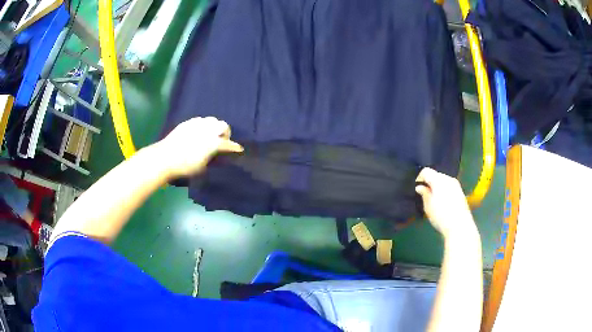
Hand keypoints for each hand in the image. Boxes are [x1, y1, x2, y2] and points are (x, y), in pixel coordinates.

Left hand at [155, 117, 242, 178]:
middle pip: (223, 126)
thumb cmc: (184, 166)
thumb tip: (217, 154)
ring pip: (212, 120)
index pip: (228, 144)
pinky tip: (199, 132)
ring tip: (210, 135)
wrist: (165, 157)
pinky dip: (204, 125)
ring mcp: (197, 124)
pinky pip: (201, 120)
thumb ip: (212, 158)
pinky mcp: (188, 122)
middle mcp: (207, 130)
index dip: (234, 147)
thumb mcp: (202, 167)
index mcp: (213, 143)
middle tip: (222, 140)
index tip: (239, 149)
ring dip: (215, 127)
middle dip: (225, 133)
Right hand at [415, 168, 475, 238]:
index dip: (419, 178)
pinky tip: (443, 202)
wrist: (460, 226)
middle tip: (424, 195)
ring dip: (437, 186)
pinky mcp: (461, 192)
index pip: (426, 171)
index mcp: (438, 180)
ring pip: (443, 180)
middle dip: (429, 182)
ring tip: (434, 199)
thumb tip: (420, 187)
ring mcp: (456, 184)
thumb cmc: (441, 216)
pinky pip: (449, 186)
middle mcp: (448, 179)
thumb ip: (424, 194)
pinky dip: (444, 190)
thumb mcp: (428, 206)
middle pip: (435, 174)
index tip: (417, 189)